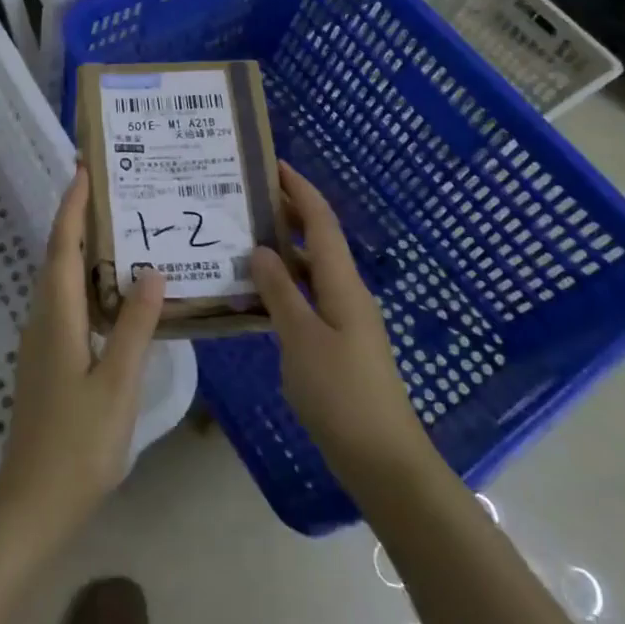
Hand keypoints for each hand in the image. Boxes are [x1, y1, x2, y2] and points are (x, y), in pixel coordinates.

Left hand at [0, 166, 165, 544]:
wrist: (32, 504)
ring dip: (82, 249)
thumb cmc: (78, 444)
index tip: (83, 169)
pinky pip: (66, 303)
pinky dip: (86, 281)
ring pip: (61, 281)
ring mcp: (42, 342)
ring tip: (119, 229)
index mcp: (57, 318)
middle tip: (111, 189)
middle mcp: (43, 320)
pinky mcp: (48, 360)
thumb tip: (152, 271)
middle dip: (78, 219)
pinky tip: (113, 292)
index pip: (62, 247)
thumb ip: (134, 327)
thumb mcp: (116, 384)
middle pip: (58, 256)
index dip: (72, 207)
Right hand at [250, 161, 433, 494]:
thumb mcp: (301, 339)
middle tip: (247, 198)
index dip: (300, 190)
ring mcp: (344, 319)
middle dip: (289, 213)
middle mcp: (347, 293)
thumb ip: (280, 291)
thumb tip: (261, 248)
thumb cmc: (341, 393)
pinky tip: (257, 293)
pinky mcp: (338, 343)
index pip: (322, 222)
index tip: (274, 165)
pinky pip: (308, 297)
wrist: (382, 458)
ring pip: (311, 270)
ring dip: (283, 250)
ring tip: (242, 238)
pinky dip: (284, 285)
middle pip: (319, 240)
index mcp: (343, 284)